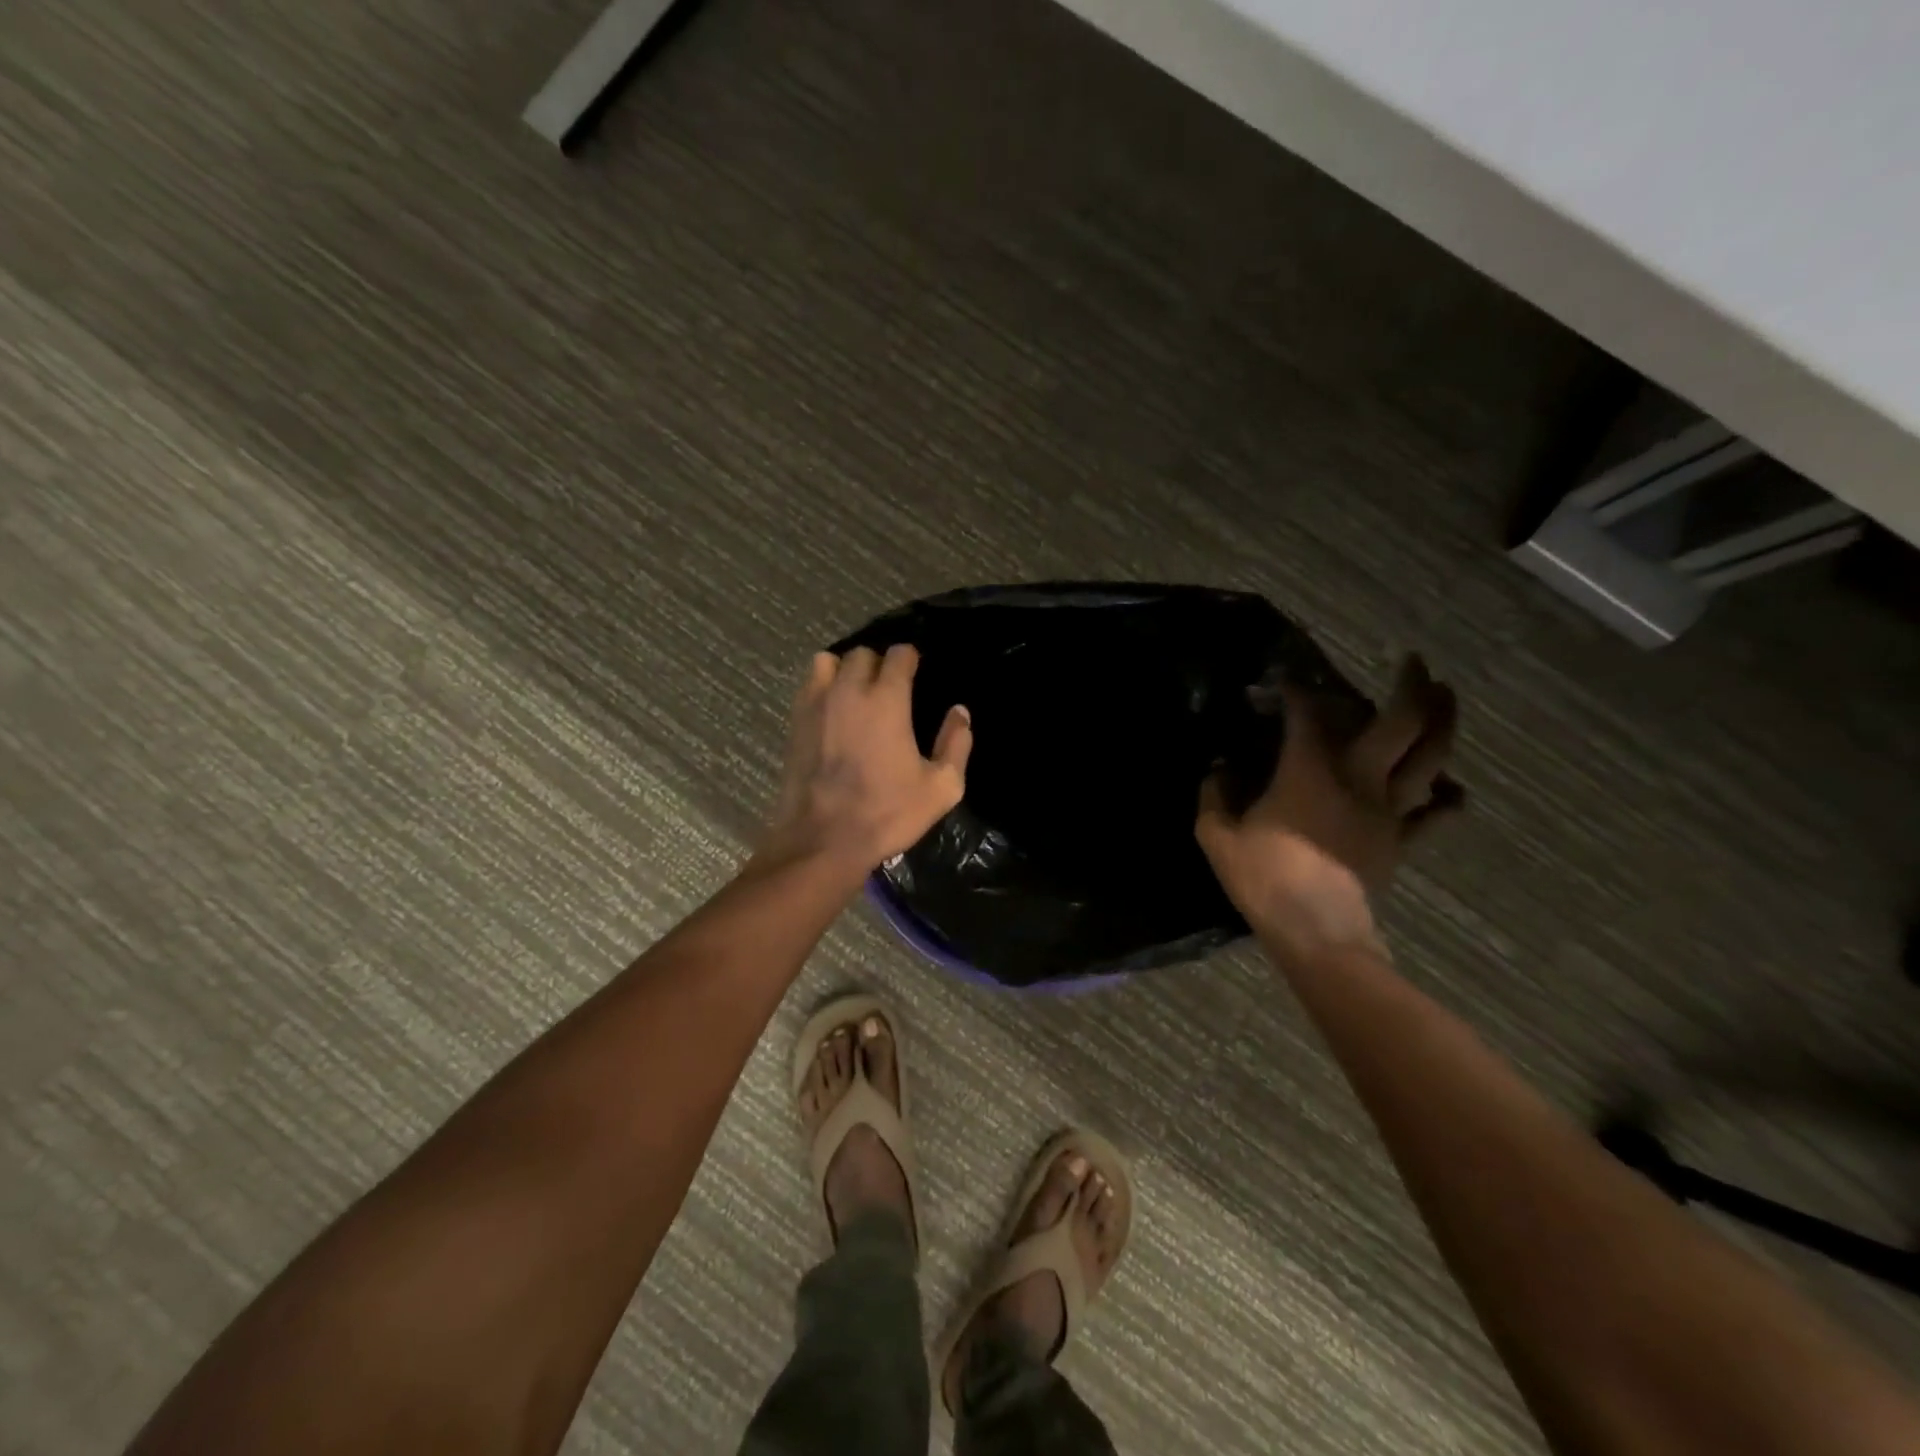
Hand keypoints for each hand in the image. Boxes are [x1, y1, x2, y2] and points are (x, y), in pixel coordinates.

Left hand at [761, 645, 972, 873]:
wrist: (822, 841)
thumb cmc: (887, 813)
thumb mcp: (941, 788)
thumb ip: (956, 744)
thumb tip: (960, 713)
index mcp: (887, 701)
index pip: (898, 655)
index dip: (910, 659)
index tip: (917, 672)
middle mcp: (848, 691)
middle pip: (862, 654)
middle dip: (879, 663)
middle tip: (890, 687)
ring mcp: (816, 704)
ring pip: (828, 662)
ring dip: (845, 669)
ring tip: (856, 692)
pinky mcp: (795, 722)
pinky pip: (808, 685)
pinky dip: (823, 686)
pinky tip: (834, 710)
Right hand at [1196, 655, 1460, 963]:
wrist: (1316, 932)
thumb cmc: (1264, 879)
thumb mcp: (1217, 836)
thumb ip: (1214, 796)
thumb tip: (1218, 769)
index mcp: (1310, 772)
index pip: (1307, 716)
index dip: (1297, 692)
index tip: (1285, 681)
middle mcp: (1359, 780)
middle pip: (1401, 723)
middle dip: (1411, 687)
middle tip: (1414, 662)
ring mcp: (1389, 810)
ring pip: (1431, 758)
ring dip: (1444, 722)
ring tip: (1446, 696)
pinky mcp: (1402, 840)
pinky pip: (1437, 814)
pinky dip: (1449, 797)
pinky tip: (1451, 787)